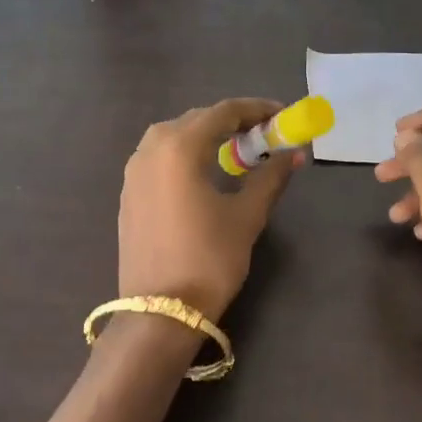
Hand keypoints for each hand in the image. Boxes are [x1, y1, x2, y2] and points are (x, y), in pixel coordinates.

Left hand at [118, 99, 304, 319]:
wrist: (160, 311)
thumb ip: (270, 177)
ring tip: (236, 152)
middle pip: (197, 120)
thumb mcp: (246, 216)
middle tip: (265, 135)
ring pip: (174, 136)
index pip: (223, 112)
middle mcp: (150, 149)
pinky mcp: (128, 194)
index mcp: (179, 147)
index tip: (283, 115)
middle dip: (232, 122)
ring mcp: (133, 172)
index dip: (256, 109)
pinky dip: (185, 154)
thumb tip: (294, 153)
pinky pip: (159, 157)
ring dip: (206, 136)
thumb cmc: (209, 259)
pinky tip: (204, 174)